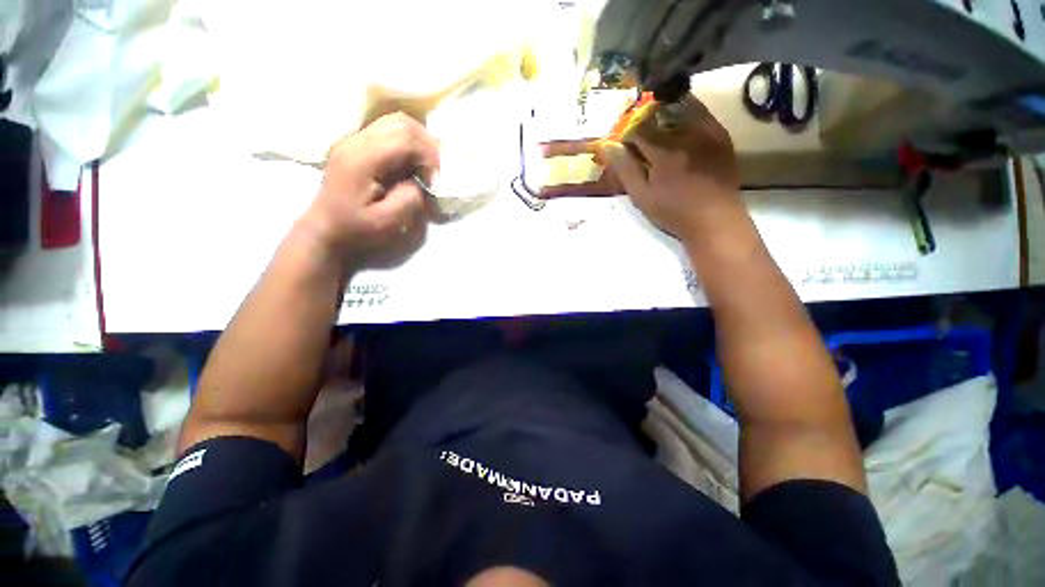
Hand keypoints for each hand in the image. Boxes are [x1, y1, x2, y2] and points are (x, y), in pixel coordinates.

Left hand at [297, 112, 439, 271]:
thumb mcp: (387, 222)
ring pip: (395, 121)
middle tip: (436, 170)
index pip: (405, 139)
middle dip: (426, 143)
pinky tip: (412, 162)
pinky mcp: (357, 144)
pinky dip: (408, 142)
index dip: (429, 155)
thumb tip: (421, 182)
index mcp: (363, 159)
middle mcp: (357, 141)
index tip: (436, 180)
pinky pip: (389, 130)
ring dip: (418, 140)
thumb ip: (409, 199)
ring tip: (427, 165)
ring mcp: (355, 139)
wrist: (325, 227)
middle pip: (401, 122)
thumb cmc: (355, 228)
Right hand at [600, 95, 742, 243]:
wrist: (714, 219)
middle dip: (643, 127)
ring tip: (658, 135)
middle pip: (656, 118)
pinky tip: (678, 129)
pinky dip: (685, 114)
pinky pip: (700, 113)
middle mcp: (685, 135)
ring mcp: (706, 132)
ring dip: (662, 118)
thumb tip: (608, 147)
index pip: (637, 131)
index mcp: (664, 153)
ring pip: (678, 110)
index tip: (623, 149)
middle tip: (640, 144)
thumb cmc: (673, 212)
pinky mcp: (720, 135)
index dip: (626, 138)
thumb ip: (626, 170)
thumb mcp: (642, 197)